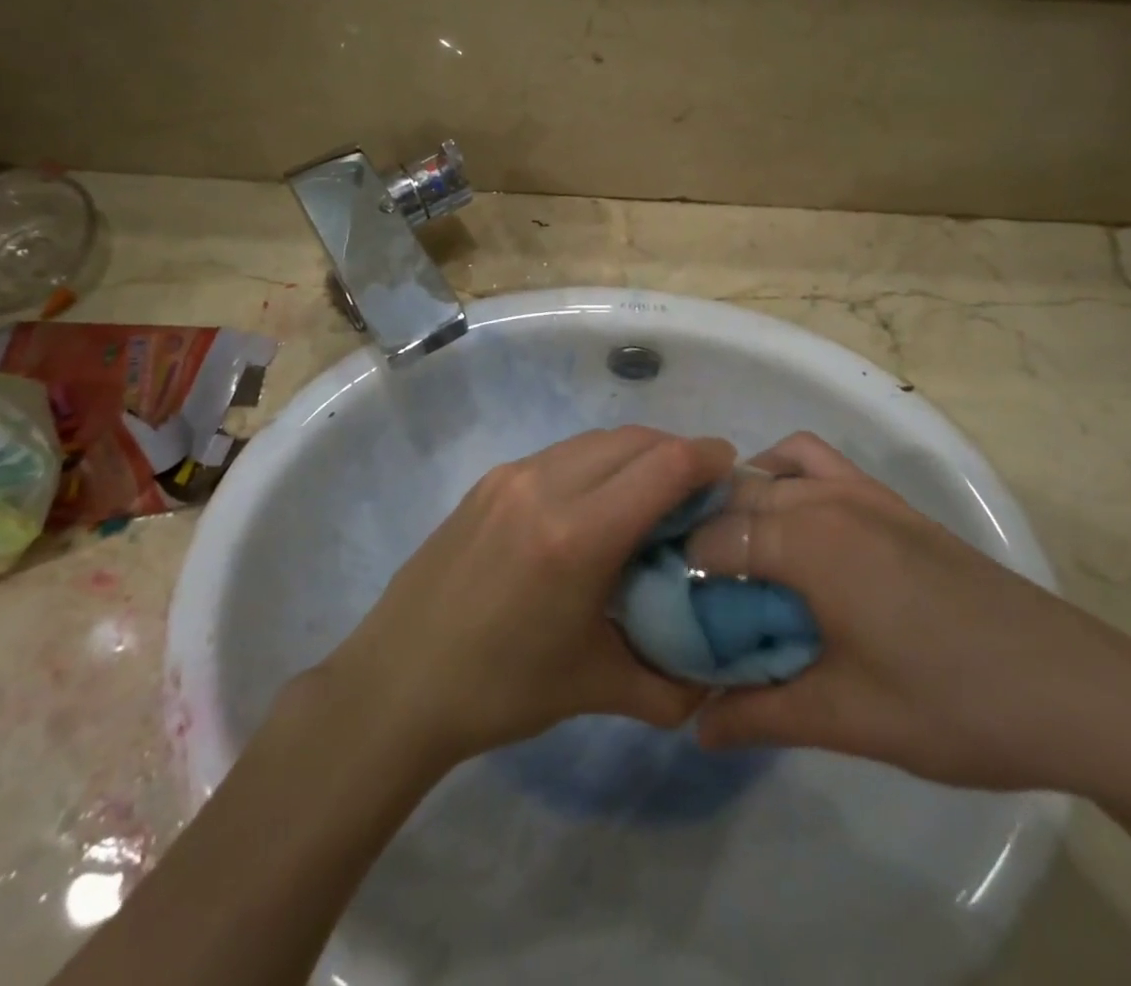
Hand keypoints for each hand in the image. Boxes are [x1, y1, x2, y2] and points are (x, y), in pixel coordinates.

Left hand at [313, 427, 731, 768]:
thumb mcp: (595, 688)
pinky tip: (595, 504)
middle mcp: (545, 486)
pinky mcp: (489, 480)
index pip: (663, 465)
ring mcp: (511, 476)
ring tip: (651, 494)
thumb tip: (713, 679)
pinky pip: (560, 454)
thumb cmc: (501, 689)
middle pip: (633, 440)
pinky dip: (595, 463)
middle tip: (699, 489)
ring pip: (595, 441)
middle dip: (676, 453)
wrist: (398, 680)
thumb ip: (669, 684)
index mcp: (577, 535)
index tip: (732, 472)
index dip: (707, 458)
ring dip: (634, 454)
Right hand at [689, 433, 1130, 794]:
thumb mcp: (848, 718)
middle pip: (738, 498)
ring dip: (744, 499)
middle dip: (703, 534)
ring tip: (738, 555)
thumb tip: (694, 724)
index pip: (713, 537)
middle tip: (693, 593)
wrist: (1079, 691)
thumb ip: (761, 714)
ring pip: (774, 469)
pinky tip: (795, 531)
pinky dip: (786, 476)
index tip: (664, 607)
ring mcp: (864, 492)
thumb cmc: (955, 705)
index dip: (679, 569)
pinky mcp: (892, 503)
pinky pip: (817, 464)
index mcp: (809, 541)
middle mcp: (828, 499)